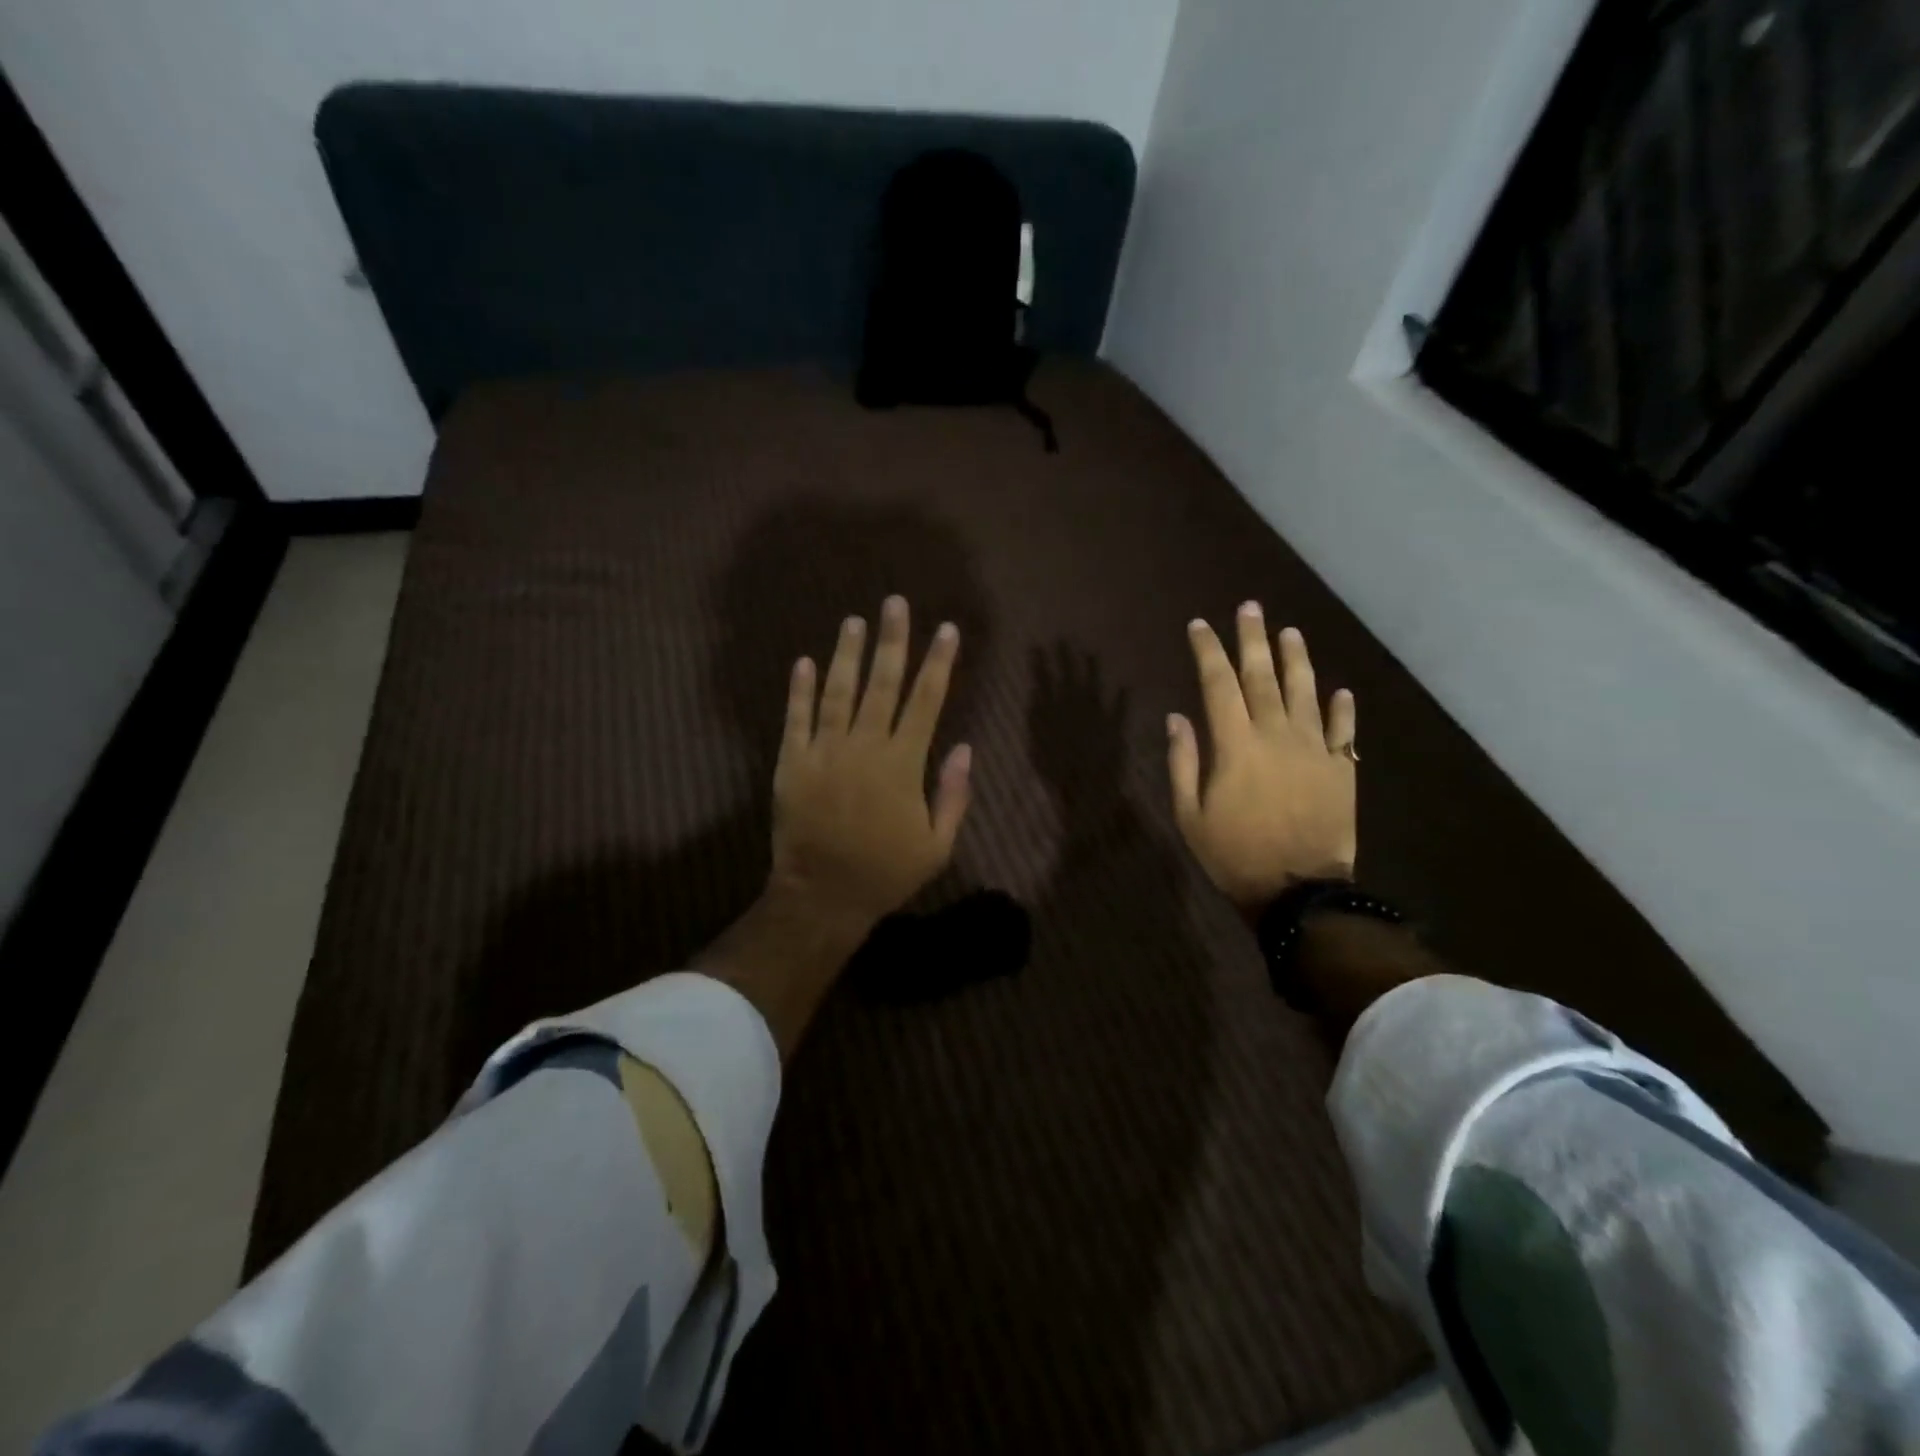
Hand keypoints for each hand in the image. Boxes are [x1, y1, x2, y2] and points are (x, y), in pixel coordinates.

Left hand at [770, 595, 972, 936]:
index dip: (938, 663)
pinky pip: (796, 719)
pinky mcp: (792, 763)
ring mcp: (824, 752)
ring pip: (838, 692)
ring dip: (847, 654)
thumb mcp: (937, 845)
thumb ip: (953, 795)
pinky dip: (799, 690)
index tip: (946, 629)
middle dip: (892, 640)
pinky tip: (804, 661)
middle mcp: (864, 747)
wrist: (822, 896)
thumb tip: (966, 748)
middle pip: (882, 684)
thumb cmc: (885, 873)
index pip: (926, 701)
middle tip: (894, 603)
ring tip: (853, 621)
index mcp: (902, 764)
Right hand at [1167, 604, 1357, 916]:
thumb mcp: (1191, 815)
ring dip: (1296, 660)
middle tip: (1249, 608)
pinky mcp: (1342, 769)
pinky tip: (1340, 691)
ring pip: (1306, 692)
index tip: (1199, 626)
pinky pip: (1344, 731)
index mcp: (1236, 745)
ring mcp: (1315, 750)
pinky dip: (1342, 709)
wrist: (1299, 891)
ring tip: (1290, 632)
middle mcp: (1276, 735)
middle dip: (1253, 639)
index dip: (1208, 651)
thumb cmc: (1234, 855)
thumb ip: (1184, 763)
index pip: (1218, 684)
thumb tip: (1177, 718)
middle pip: (1263, 676)